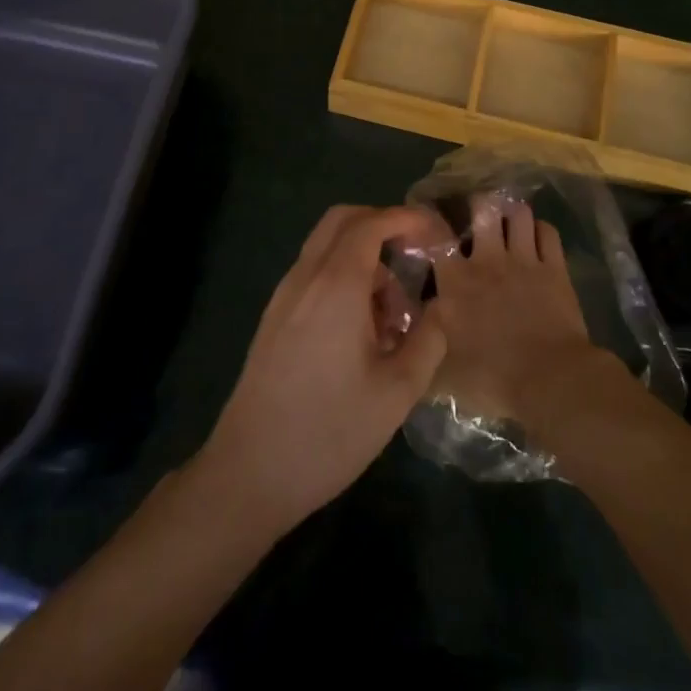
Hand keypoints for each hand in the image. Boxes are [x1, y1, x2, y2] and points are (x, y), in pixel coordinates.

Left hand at [197, 205, 448, 532]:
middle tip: (415, 256)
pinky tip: (361, 328)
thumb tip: (441, 308)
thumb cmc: (329, 431)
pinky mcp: (273, 318)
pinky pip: (313, 273)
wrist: (249, 472)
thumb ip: (428, 340)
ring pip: (325, 247)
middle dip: (382, 225)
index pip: (372, 223)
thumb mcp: (397, 392)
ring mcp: (284, 296)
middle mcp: (305, 276)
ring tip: (393, 311)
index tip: (436, 234)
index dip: (407, 218)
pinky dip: (342, 276)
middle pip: (342, 220)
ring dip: (363, 257)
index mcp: (336, 284)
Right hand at [428, 195, 605, 427]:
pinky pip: (548, 232)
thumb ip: (423, 345)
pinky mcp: (555, 269)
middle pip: (483, 208)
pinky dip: (540, 230)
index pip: (436, 236)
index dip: (430, 221)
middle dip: (478, 205)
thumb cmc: (491, 377)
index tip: (427, 219)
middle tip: (476, 215)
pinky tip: (536, 238)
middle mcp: (488, 259)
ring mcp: (525, 260)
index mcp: (455, 280)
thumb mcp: (442, 371)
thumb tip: (408, 334)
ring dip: (511, 214)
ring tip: (507, 222)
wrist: (549, 381)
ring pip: (518, 213)